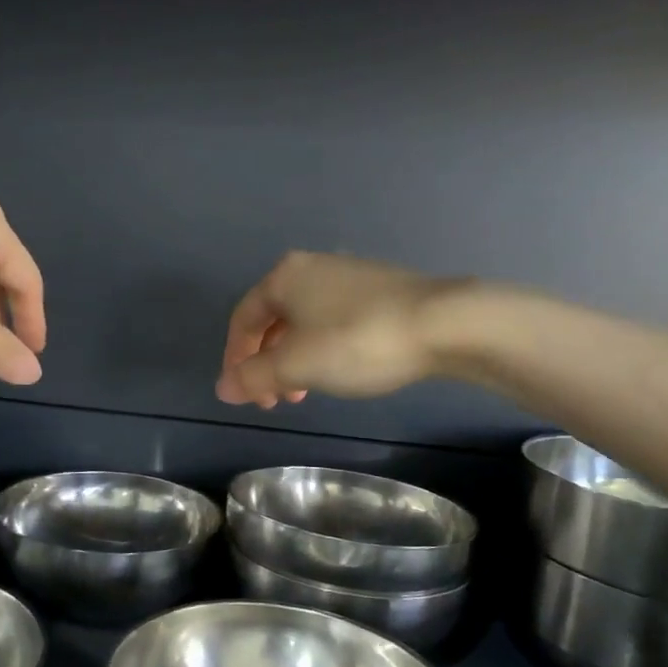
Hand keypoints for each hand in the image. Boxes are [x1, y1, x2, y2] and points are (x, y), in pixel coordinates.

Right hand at [217, 251, 468, 407]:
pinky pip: (333, 319)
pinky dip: (322, 348)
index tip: (243, 394)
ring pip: (304, 322)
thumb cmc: (357, 341)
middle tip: (275, 399)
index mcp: (284, 276)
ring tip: (305, 393)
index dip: (235, 358)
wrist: (444, 322)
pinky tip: (340, 370)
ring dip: (295, 360)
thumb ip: (254, 377)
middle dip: (268, 363)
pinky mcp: (379, 287)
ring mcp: (348, 274)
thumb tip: (223, 388)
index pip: (243, 319)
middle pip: (273, 320)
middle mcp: (311, 267)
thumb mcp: (297, 365)